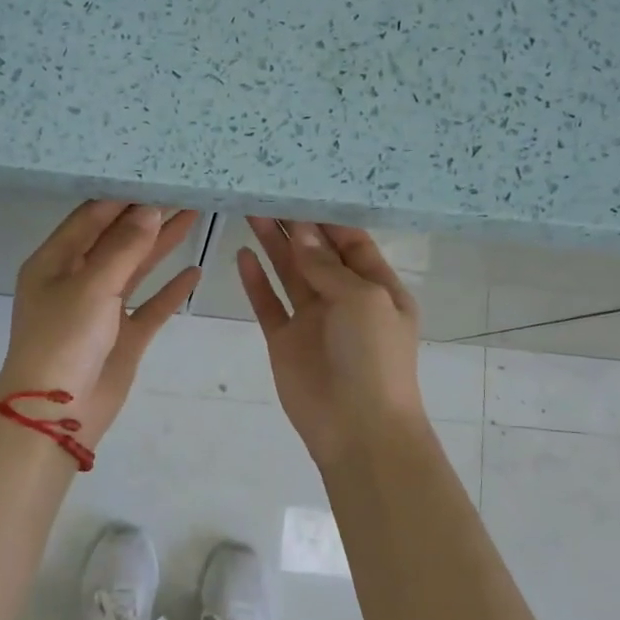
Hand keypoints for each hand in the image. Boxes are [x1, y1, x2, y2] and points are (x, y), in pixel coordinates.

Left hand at [0, 201, 200, 446]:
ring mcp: (102, 309)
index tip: (154, 175)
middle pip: (116, 239)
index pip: (91, 217)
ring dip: (162, 245)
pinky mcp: (123, 336)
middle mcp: (76, 280)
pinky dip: (171, 291)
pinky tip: (194, 272)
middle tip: (183, 190)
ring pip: (136, 268)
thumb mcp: (92, 286)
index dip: (122, 196)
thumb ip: (124, 248)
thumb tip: (150, 210)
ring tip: (194, 215)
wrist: (57, 413)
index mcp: (54, 262)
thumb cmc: (64, 339)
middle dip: (148, 216)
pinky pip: (150, 307)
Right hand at [237, 218, 427, 467]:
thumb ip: (328, 265)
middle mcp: (345, 299)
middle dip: (295, 226)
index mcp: (377, 288)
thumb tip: (300, 232)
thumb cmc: (374, 357)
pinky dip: (255, 281)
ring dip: (273, 245)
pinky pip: (268, 304)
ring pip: (289, 273)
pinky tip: (242, 255)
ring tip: (250, 212)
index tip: (299, 189)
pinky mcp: (285, 341)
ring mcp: (313, 320)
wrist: (358, 429)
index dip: (326, 219)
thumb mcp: (362, 300)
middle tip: (266, 193)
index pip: (351, 243)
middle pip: (316, 254)